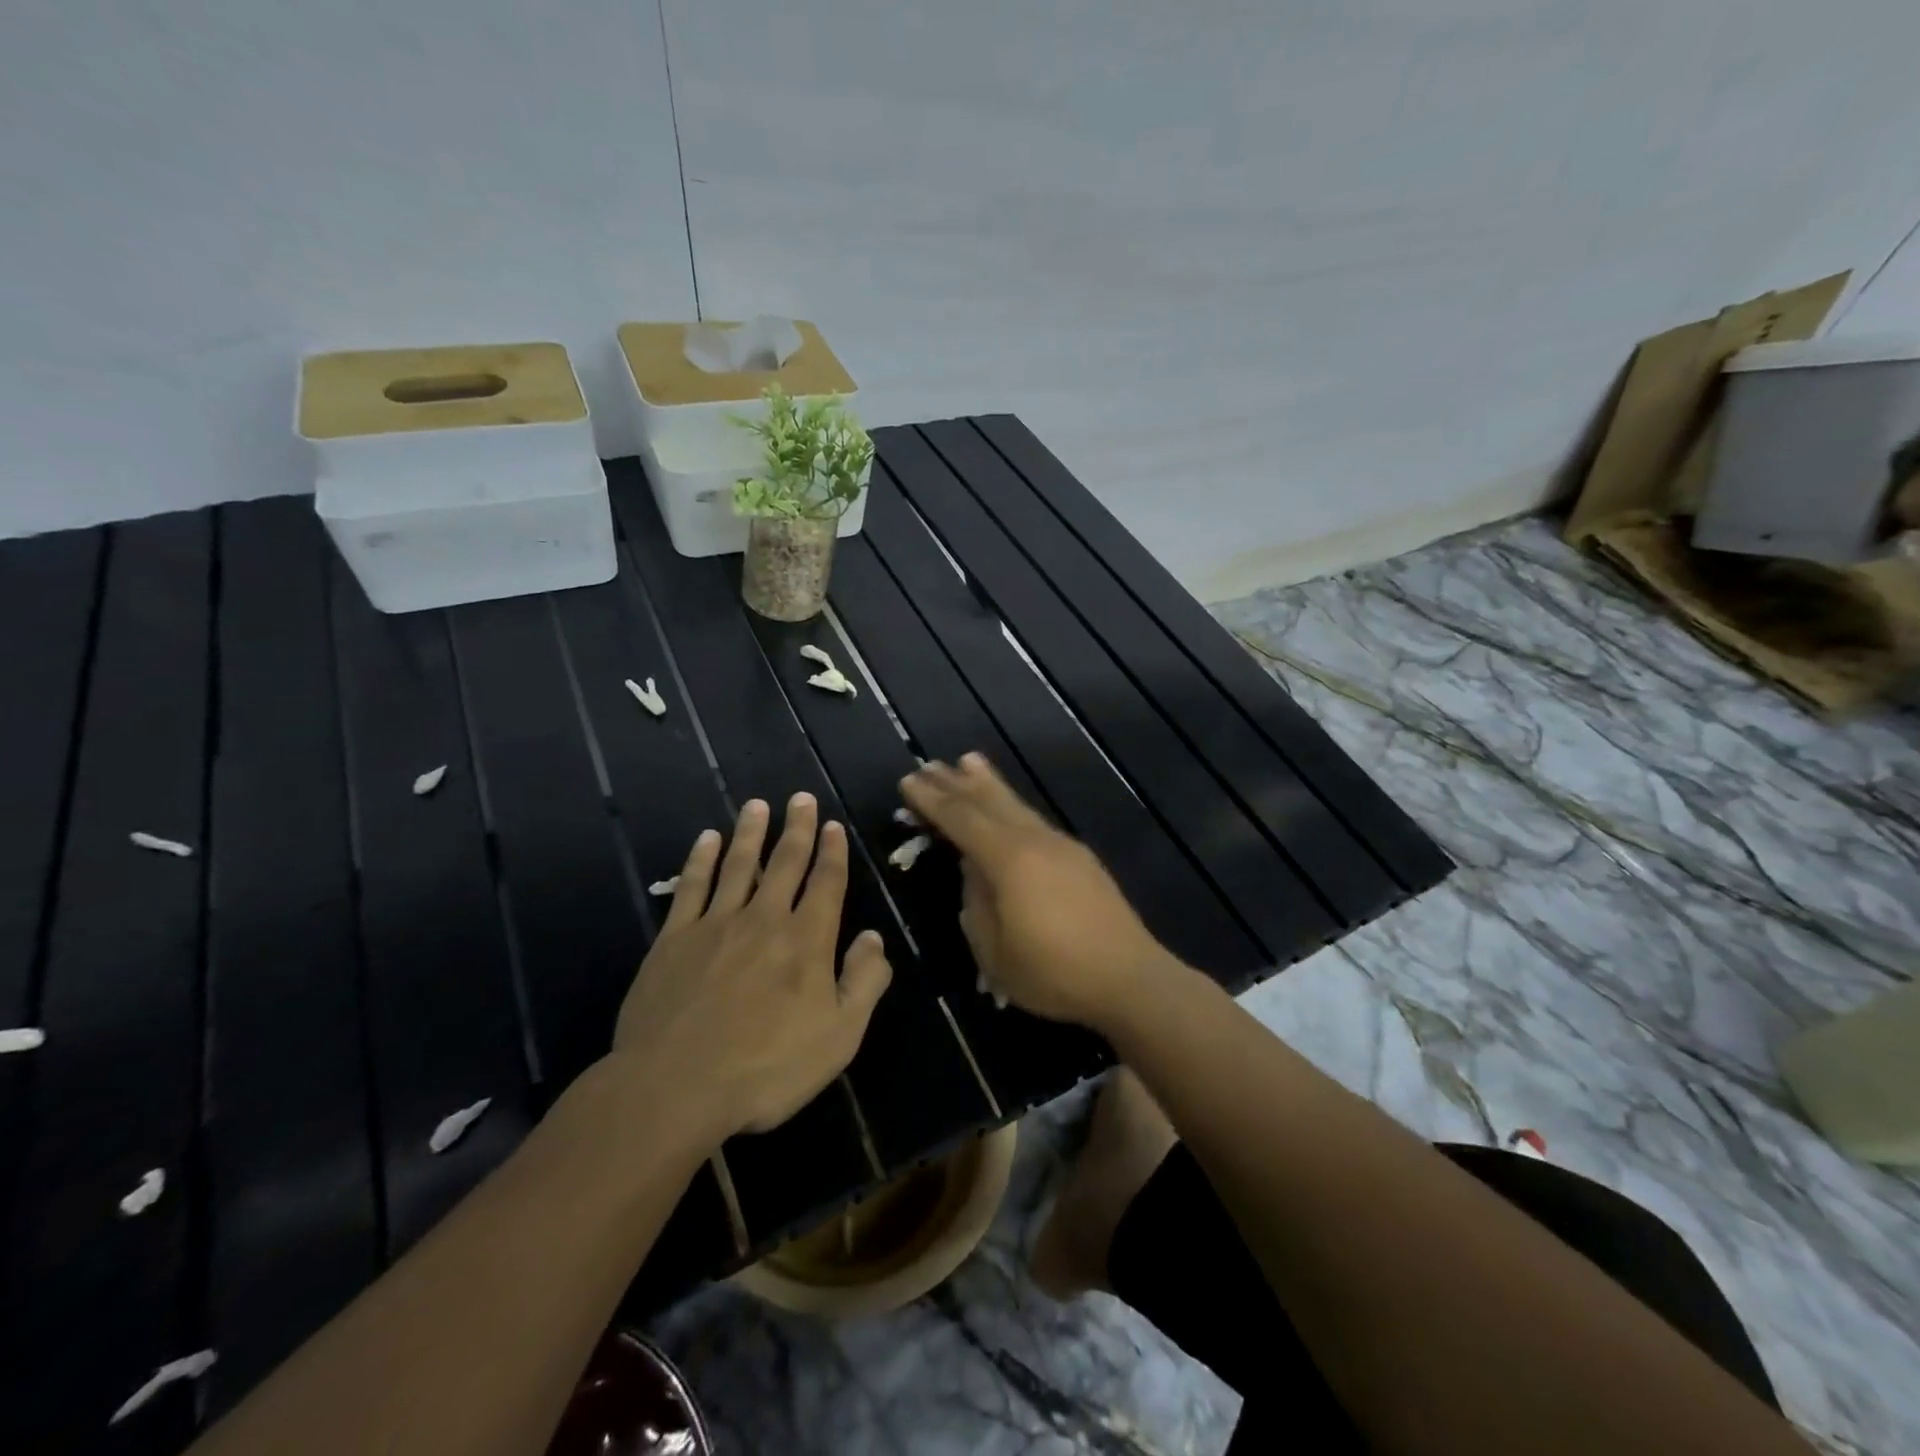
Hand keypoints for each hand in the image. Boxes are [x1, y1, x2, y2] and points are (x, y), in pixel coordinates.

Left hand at [612, 794, 892, 1139]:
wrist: (675, 1087)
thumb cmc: (767, 1067)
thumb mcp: (839, 1036)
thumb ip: (863, 983)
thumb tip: (873, 938)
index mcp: (806, 940)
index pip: (826, 884)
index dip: (832, 852)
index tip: (833, 825)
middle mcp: (764, 919)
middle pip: (785, 863)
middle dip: (797, 828)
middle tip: (800, 798)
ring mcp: (715, 925)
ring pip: (738, 865)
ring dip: (750, 833)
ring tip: (757, 805)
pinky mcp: (674, 940)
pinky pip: (691, 888)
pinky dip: (700, 860)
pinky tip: (706, 840)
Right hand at [900, 755, 1174, 1029]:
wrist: (1129, 979)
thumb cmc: (1053, 973)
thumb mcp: (995, 951)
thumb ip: (976, 903)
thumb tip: (972, 870)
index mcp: (1008, 859)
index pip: (961, 819)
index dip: (932, 800)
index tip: (908, 780)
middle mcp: (1035, 841)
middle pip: (989, 802)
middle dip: (956, 783)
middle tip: (929, 764)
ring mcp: (1061, 846)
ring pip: (1016, 805)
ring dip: (988, 784)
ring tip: (968, 761)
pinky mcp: (1080, 859)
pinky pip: (1034, 820)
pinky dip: (1013, 806)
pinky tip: (1010, 810)